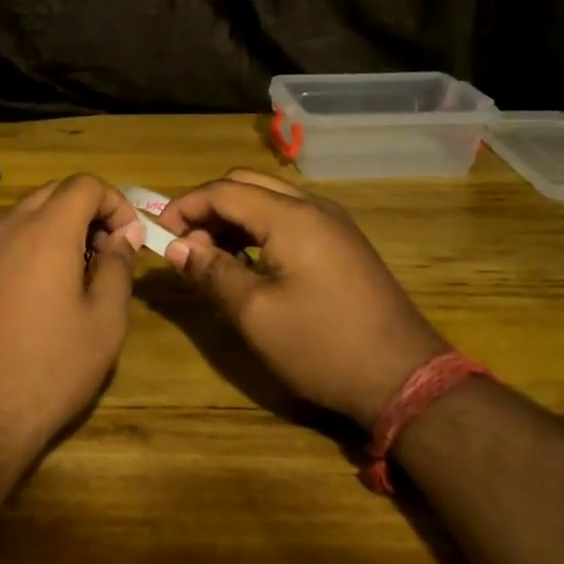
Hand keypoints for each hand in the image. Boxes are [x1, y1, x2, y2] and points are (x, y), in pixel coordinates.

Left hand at [0, 175, 144, 454]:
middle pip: (51, 194)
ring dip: (53, 229)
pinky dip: (19, 247)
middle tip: (106, 255)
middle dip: (86, 213)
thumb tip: (122, 235)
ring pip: (21, 216)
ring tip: (70, 274)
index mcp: (46, 231)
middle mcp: (5, 228)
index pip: (84, 185)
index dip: (115, 203)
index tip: (128, 240)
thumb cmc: (52, 368)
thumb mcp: (105, 321)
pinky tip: (26, 286)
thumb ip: (118, 267)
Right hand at [159, 169, 448, 424]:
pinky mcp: (343, 244)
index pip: (223, 190)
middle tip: (184, 246)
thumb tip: (176, 247)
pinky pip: (290, 218)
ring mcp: (333, 224)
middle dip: (207, 208)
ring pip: (269, 199)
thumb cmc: (322, 346)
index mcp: (291, 217)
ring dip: (233, 218)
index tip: (158, 236)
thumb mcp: (256, 313)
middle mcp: (313, 207)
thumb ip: (212, 272)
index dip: (184, 207)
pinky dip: (259, 229)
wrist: (404, 378)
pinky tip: (248, 263)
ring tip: (210, 258)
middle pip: (246, 184)